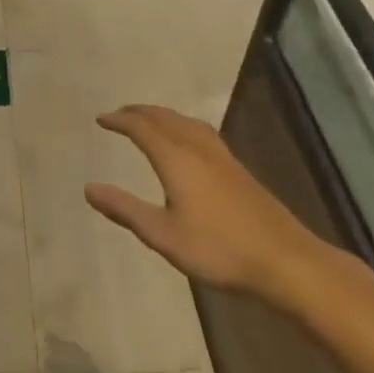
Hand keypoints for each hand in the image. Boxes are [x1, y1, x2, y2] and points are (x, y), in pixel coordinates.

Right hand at [87, 105, 330, 306]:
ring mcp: (222, 157)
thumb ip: (125, 209)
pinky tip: (188, 141)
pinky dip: (182, 126)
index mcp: (176, 159)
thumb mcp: (163, 235)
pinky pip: (202, 132)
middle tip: (120, 114)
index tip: (101, 119)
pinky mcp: (238, 170)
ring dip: (163, 116)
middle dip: (140, 112)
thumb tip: (88, 188)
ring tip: (150, 119)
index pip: (142, 128)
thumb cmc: (218, 249)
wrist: (285, 260)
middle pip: (165, 118)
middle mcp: (198, 149)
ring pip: (186, 123)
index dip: (120, 121)